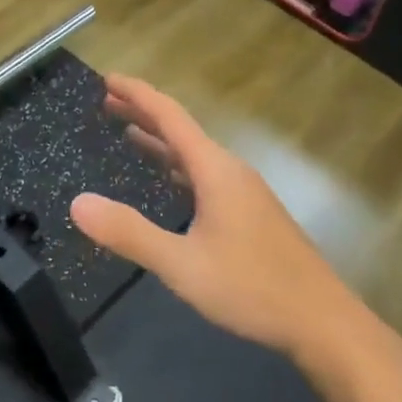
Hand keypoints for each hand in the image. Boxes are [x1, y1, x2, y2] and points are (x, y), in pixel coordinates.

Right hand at [69, 75, 352, 357]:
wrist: (324, 323)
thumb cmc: (252, 288)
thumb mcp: (181, 265)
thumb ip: (129, 233)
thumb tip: (77, 203)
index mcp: (214, 170)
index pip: (170, 116)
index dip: (137, 94)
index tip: (107, 78)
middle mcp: (230, 171)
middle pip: (182, 129)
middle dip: (144, 112)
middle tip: (107, 100)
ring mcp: (245, 192)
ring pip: (194, 153)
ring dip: (160, 139)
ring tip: (128, 132)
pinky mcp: (251, 214)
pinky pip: (204, 174)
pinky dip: (177, 165)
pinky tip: (170, 181)